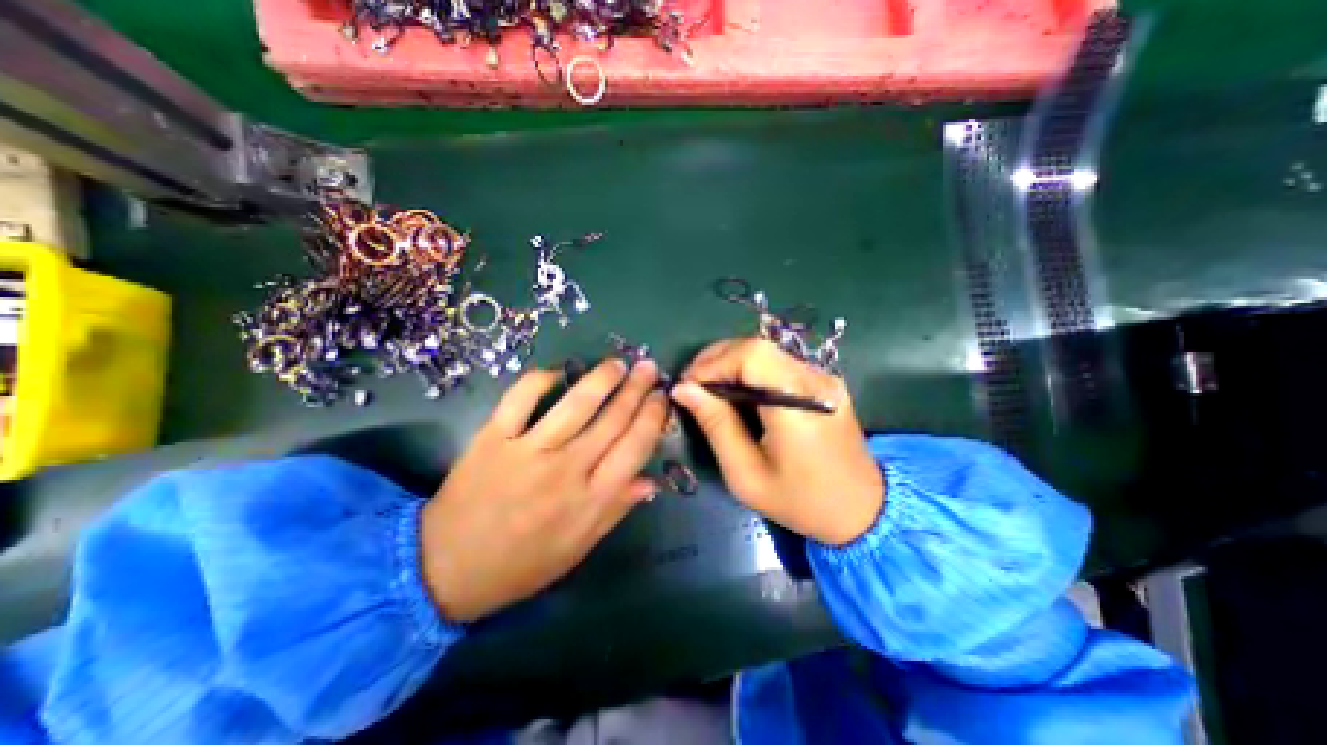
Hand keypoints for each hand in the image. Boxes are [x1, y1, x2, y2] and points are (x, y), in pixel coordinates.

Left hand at [418, 358, 669, 622]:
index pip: (635, 447)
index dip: (652, 417)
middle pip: (612, 419)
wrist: (445, 570)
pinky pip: (520, 398)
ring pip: (575, 404)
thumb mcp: (578, 548)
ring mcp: (527, 451)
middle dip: (636, 389)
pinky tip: (557, 371)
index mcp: (590, 499)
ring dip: (601, 378)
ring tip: (618, 363)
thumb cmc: (520, 564)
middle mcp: (566, 470)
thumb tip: (651, 480)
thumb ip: (616, 510)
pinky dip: (540, 379)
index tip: (662, 397)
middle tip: (648, 367)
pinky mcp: (493, 438)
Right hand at [675, 340, 877, 543]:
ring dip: (730, 362)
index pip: (751, 355)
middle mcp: (814, 379)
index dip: (713, 362)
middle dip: (716, 359)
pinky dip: (748, 370)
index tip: (687, 386)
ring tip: (707, 387)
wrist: (863, 512)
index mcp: (799, 403)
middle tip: (691, 385)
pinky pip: (777, 363)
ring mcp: (822, 377)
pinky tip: (735, 390)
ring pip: (766, 350)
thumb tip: (683, 389)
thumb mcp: (746, 474)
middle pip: (757, 346)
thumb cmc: (801, 501)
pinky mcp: (823, 381)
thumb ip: (716, 425)